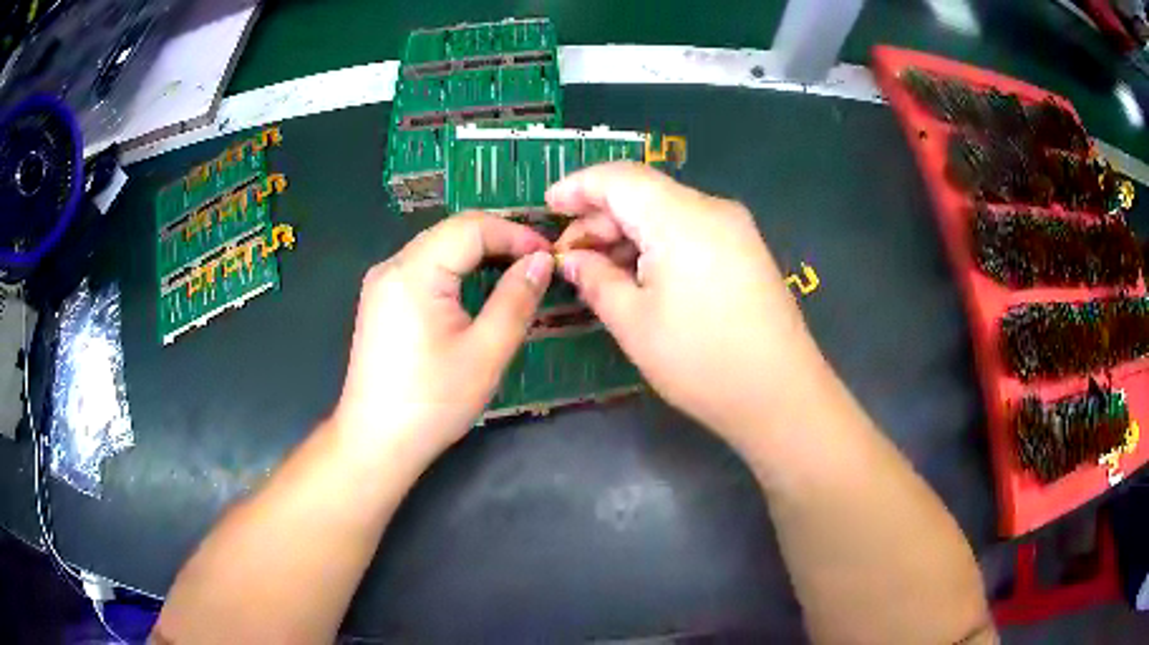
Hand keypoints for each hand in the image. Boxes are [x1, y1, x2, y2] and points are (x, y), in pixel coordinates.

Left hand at [331, 213, 553, 466]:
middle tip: (539, 263)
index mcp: (414, 271)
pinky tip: (478, 288)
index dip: (515, 233)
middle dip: (499, 239)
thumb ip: (516, 299)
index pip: (471, 227)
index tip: (550, 256)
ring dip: (479, 252)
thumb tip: (541, 260)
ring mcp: (382, 282)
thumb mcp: (486, 352)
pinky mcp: (381, 300)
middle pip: (452, 231)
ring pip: (438, 246)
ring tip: (517, 272)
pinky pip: (424, 267)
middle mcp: (392, 265)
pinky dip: (457, 268)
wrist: (376, 441)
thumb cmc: (433, 401)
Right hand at [548, 162, 825, 441]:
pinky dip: (657, 244)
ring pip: (666, 212)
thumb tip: (572, 259)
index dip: (577, 186)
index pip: (618, 178)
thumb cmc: (701, 361)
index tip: (548, 207)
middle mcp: (711, 209)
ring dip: (628, 233)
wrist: (780, 394)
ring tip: (600, 271)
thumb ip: (596, 279)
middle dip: (600, 218)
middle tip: (570, 257)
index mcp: (680, 217)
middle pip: (643, 193)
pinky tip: (641, 276)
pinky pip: (690, 230)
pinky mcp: (746, 250)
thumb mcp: (634, 323)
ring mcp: (734, 229)